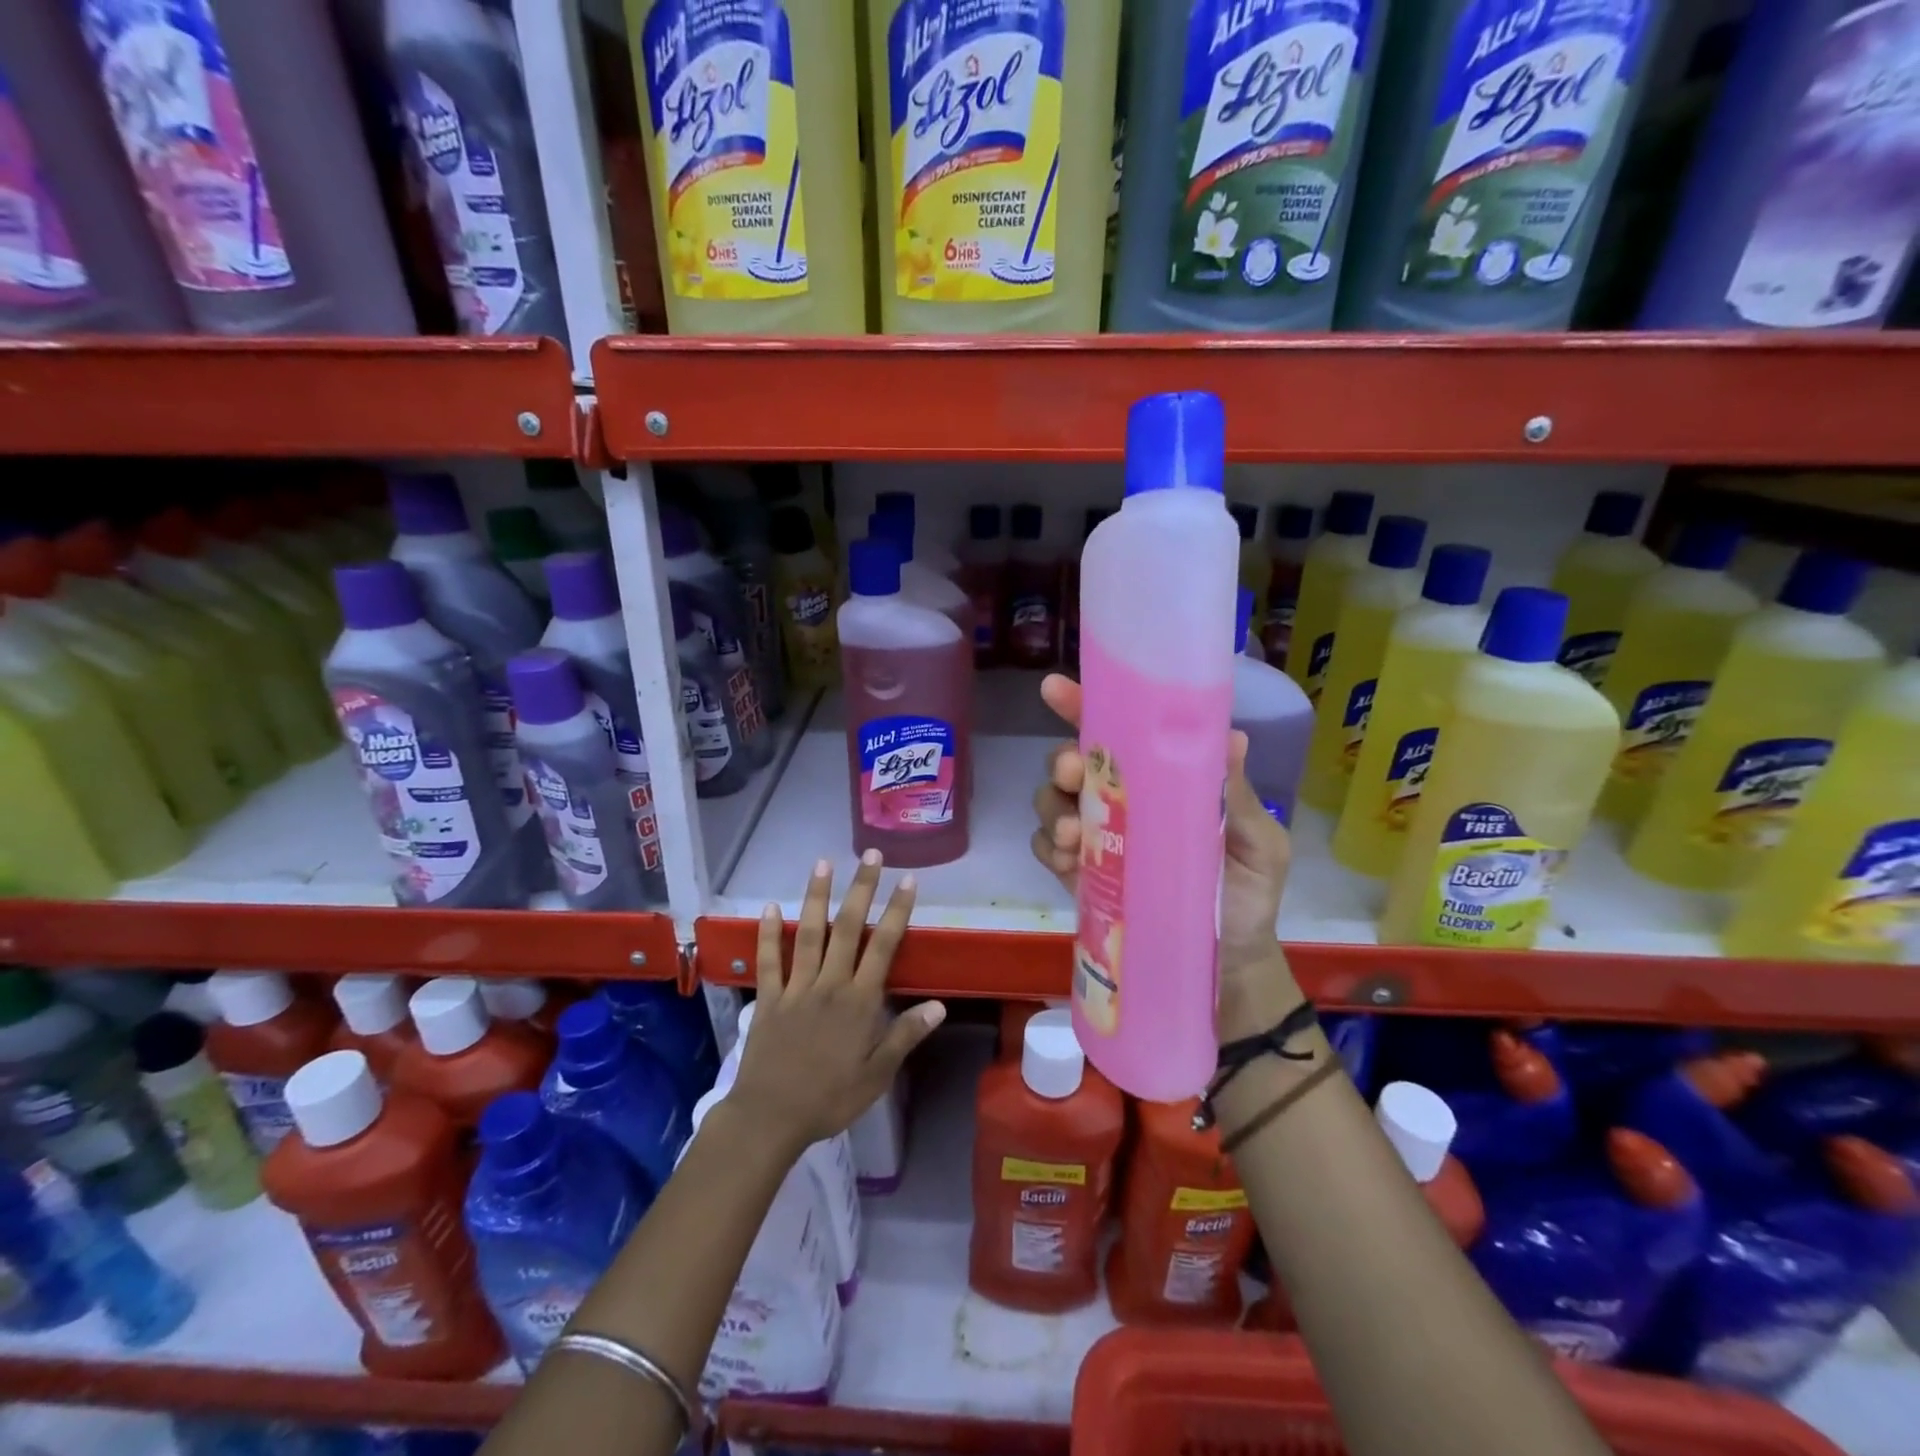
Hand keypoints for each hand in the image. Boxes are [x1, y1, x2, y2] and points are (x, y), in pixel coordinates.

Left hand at [727, 850, 945, 1157]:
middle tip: (870, 855)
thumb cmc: (830, 1098)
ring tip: (823, 863)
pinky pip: (768, 960)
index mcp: (859, 1001)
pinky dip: (768, 933)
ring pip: (809, 934)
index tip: (907, 880)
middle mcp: (829, 984)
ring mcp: (796, 988)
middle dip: (861, 889)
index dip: (896, 910)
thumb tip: (938, 1006)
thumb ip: (905, 1036)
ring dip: (817, 897)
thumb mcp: (878, 1076)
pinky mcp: (768, 998)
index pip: (883, 946)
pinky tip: (770, 907)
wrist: (771, 1117)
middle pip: (847, 928)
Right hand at [1030, 673, 1299, 1035]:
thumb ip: (1238, 798)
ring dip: (1052, 808)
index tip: (1056, 690)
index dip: (1083, 706)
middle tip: (1073, 773)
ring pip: (1051, 802)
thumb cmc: (1247, 895)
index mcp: (1161, 780)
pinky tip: (1068, 862)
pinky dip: (1049, 848)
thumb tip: (1231, 737)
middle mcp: (1121, 798)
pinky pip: (1046, 848)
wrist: (1226, 965)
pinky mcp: (1079, 874)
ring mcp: (1096, 837)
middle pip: (1073, 763)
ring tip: (1074, 835)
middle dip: (1064, 761)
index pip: (1118, 731)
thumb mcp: (1258, 845)